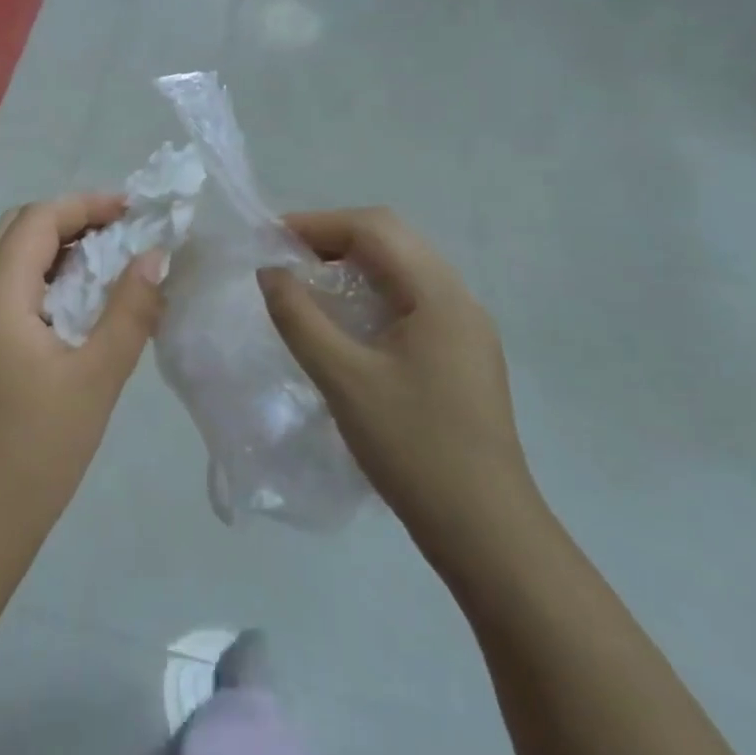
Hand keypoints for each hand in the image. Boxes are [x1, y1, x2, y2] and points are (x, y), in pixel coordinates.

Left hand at [0, 194, 165, 584]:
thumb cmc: (38, 450)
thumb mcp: (97, 377)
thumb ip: (130, 311)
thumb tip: (154, 257)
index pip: (36, 220)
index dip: (84, 205)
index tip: (132, 210)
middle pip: (16, 230)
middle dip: (68, 219)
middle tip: (120, 231)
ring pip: (7, 259)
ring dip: (54, 248)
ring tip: (106, 260)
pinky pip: (4, 290)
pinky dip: (41, 278)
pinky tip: (75, 303)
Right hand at [257, 208, 538, 578]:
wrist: (485, 530)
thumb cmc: (413, 448)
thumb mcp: (343, 379)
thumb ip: (299, 318)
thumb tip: (270, 272)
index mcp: (439, 295)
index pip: (376, 228)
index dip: (319, 224)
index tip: (272, 241)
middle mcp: (459, 300)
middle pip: (392, 241)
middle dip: (334, 240)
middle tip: (285, 259)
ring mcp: (465, 329)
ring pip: (402, 271)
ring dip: (353, 266)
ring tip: (306, 284)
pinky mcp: (461, 355)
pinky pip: (411, 302)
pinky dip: (371, 295)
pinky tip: (344, 322)